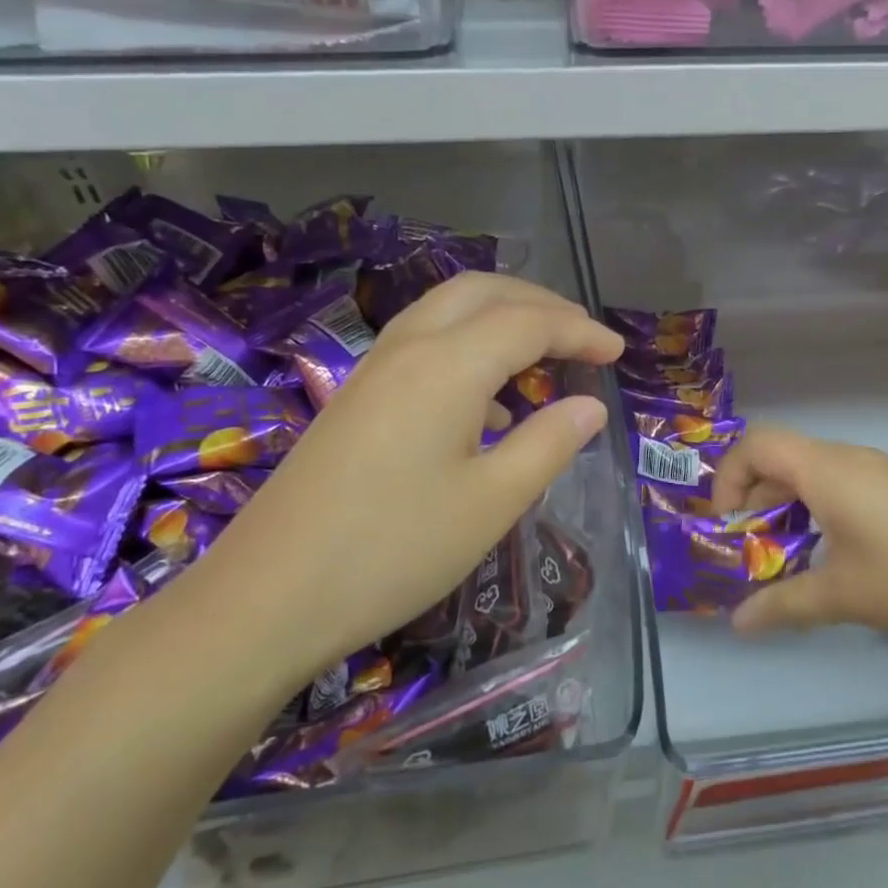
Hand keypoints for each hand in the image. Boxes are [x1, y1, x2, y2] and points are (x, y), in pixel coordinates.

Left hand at [199, 274, 623, 673]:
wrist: (269, 595)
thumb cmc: (395, 550)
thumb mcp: (492, 502)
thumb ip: (549, 444)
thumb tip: (590, 408)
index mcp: (448, 365)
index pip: (528, 322)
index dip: (580, 331)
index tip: (618, 353)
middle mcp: (409, 347)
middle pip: (483, 291)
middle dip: (540, 303)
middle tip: (582, 338)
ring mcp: (374, 369)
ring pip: (447, 309)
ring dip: (501, 318)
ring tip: (541, 360)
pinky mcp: (356, 396)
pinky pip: (423, 343)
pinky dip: (467, 347)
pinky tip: (484, 407)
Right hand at [712, 425, 887, 646]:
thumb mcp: (844, 595)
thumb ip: (783, 603)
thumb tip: (738, 622)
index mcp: (825, 469)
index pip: (755, 444)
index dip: (729, 477)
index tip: (730, 527)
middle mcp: (846, 458)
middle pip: (778, 457)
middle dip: (752, 499)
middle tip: (748, 550)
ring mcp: (876, 471)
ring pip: (808, 473)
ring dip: (784, 508)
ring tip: (783, 557)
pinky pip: (837, 485)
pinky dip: (814, 511)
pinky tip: (828, 555)